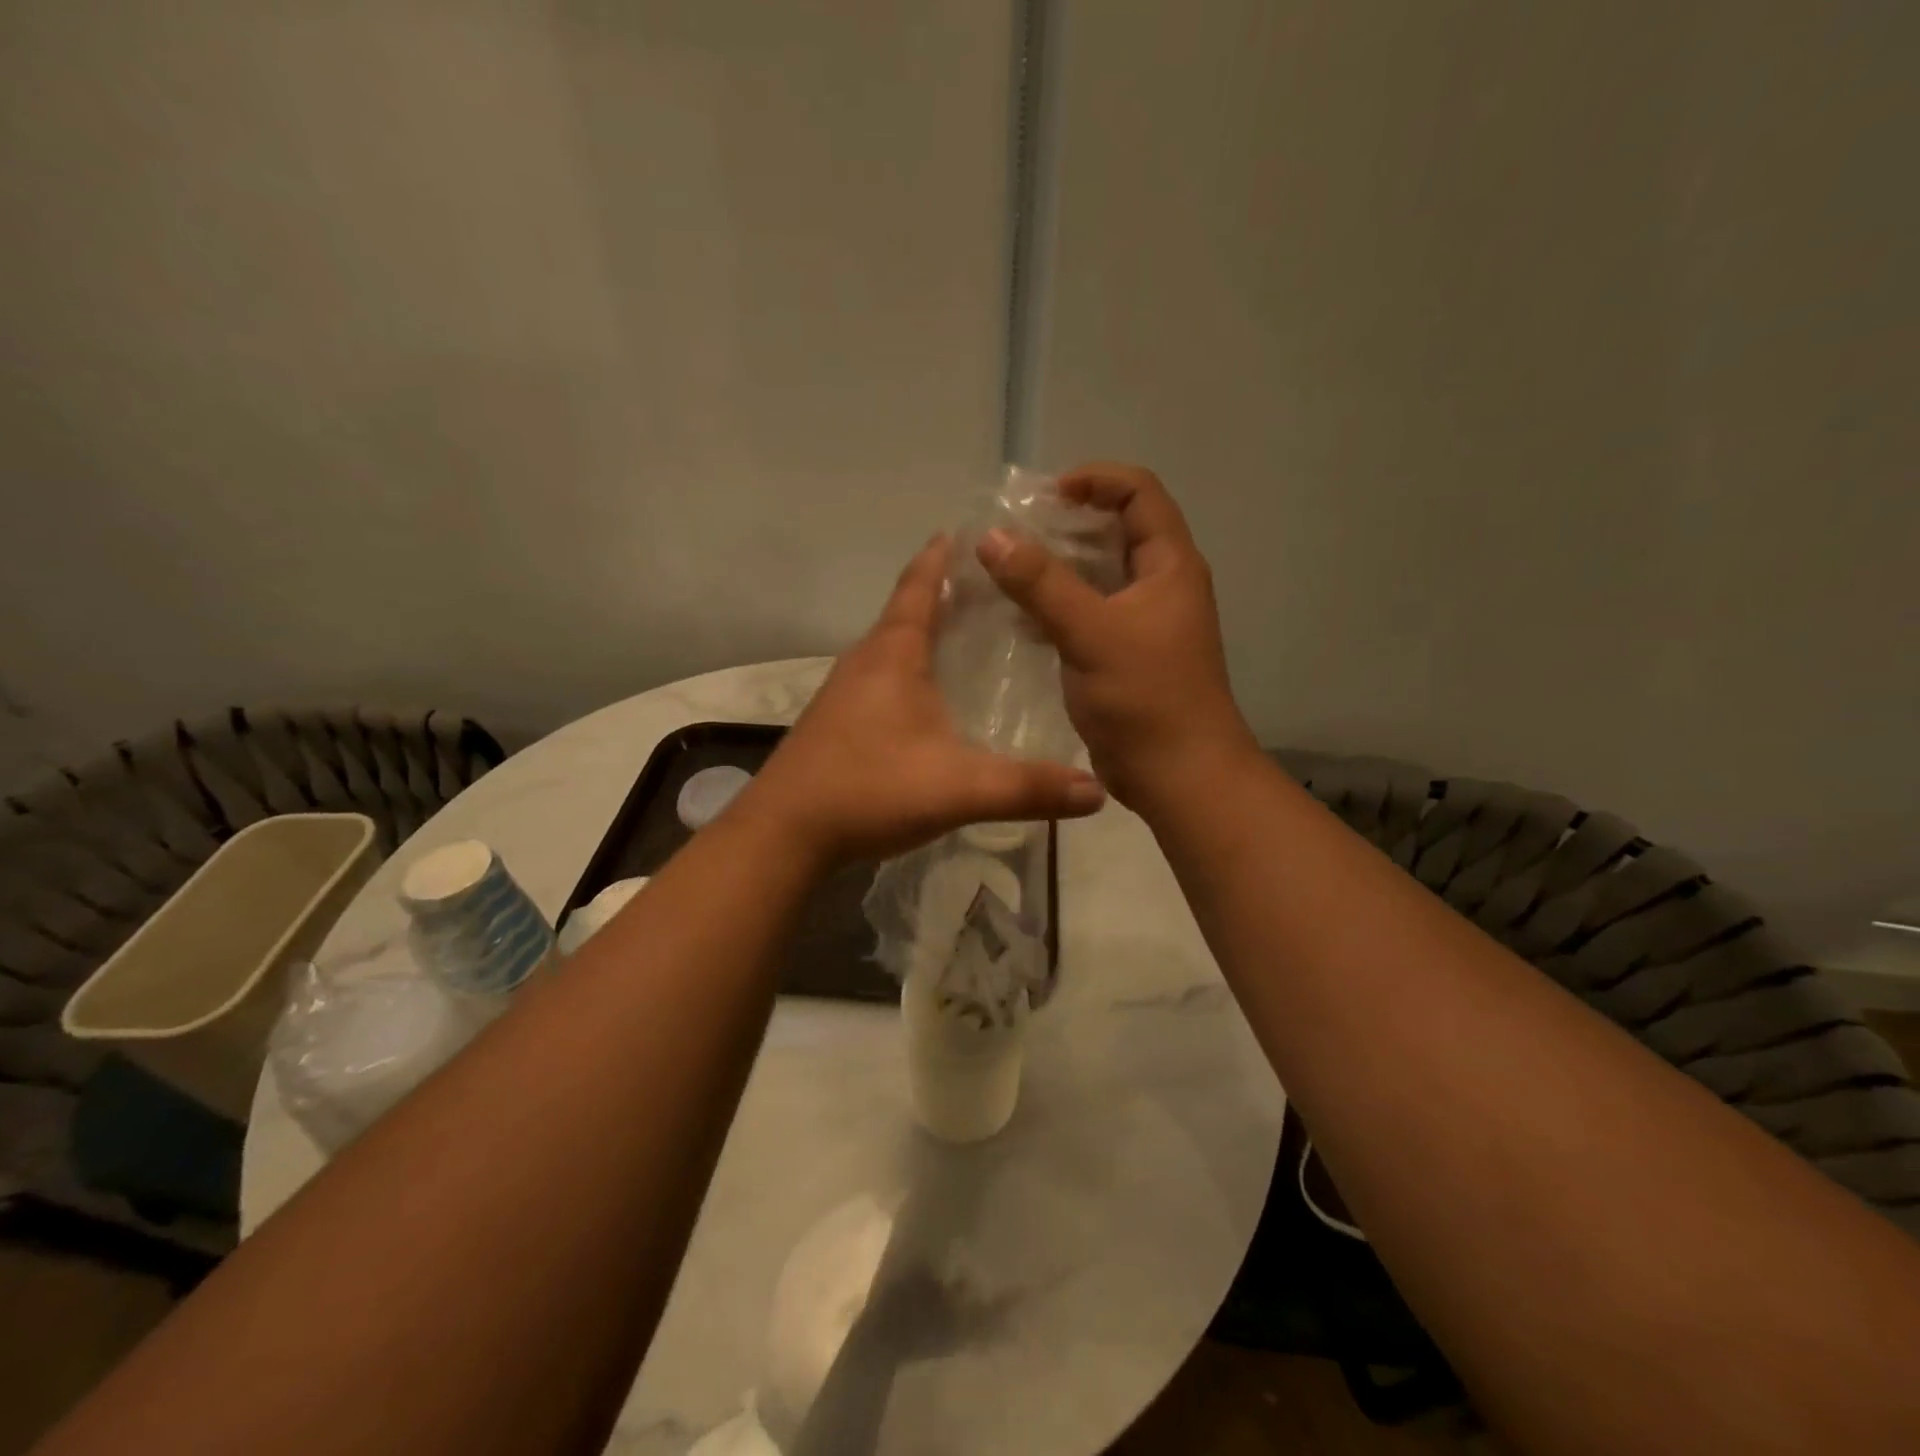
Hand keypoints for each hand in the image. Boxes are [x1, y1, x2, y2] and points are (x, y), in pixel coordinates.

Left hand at [745, 537, 1107, 865]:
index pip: (919, 586)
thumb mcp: (960, 788)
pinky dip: (910, 669)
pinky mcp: (837, 723)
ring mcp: (845, 693)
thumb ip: (1029, 789)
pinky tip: (931, 697)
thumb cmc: (869, 789)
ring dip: (926, 633)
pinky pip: (882, 678)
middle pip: (908, 612)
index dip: (942, 557)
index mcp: (893, 655)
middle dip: (946, 593)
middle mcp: (865, 662)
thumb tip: (1099, 793)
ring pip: (893, 648)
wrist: (785, 834)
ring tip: (970, 635)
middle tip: (996, 588)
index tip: (967, 531)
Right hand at [977, 463, 1257, 809]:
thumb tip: (991, 536)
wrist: (1178, 774)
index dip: (1095, 480)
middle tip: (1015, 532)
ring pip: (1096, 576)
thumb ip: (1041, 583)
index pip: (1139, 493)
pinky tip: (1018, 619)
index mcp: (1169, 566)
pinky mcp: (1123, 655)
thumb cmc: (1146, 697)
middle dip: (1065, 524)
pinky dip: (1055, 608)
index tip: (1045, 495)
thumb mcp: (1091, 632)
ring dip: (1055, 569)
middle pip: (1115, 531)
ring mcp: (1142, 623)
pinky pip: (1086, 615)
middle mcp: (1160, 585)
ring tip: (1006, 571)